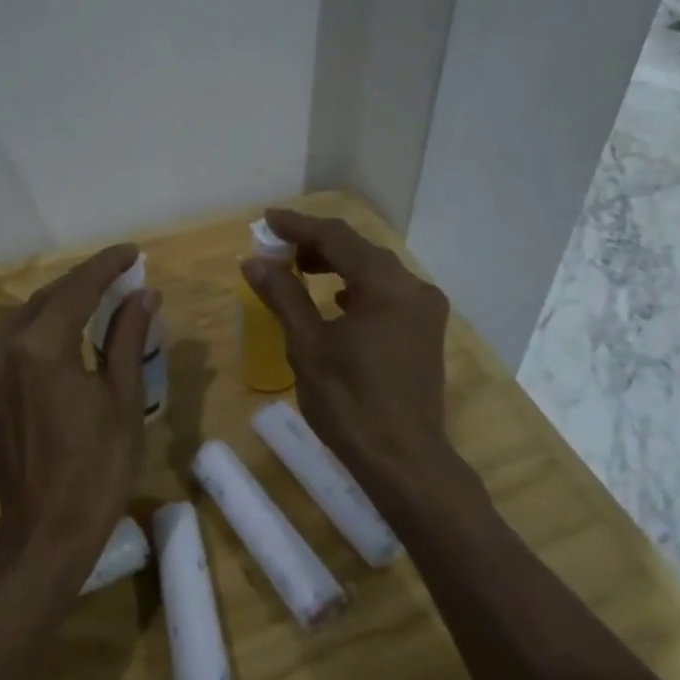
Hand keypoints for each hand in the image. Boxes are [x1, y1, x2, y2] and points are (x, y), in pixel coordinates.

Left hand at [0, 245, 157, 565]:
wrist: (47, 530)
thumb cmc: (97, 466)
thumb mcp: (123, 397)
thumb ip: (127, 337)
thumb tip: (143, 293)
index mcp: (39, 347)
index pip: (76, 289)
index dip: (106, 266)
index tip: (132, 252)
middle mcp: (1, 349)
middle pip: (46, 299)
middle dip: (83, 283)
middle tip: (119, 274)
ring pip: (25, 321)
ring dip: (60, 306)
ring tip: (95, 300)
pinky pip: (10, 347)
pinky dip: (39, 334)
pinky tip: (63, 337)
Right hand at [242, 210, 455, 489]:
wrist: (404, 460)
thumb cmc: (350, 402)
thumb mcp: (308, 345)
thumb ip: (283, 296)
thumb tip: (254, 261)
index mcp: (387, 285)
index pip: (337, 238)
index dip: (299, 226)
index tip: (266, 219)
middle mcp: (414, 288)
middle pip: (360, 250)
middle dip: (317, 244)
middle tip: (278, 247)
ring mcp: (424, 311)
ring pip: (375, 271)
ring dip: (337, 265)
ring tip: (299, 269)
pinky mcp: (424, 332)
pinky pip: (387, 293)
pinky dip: (357, 288)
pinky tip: (337, 301)